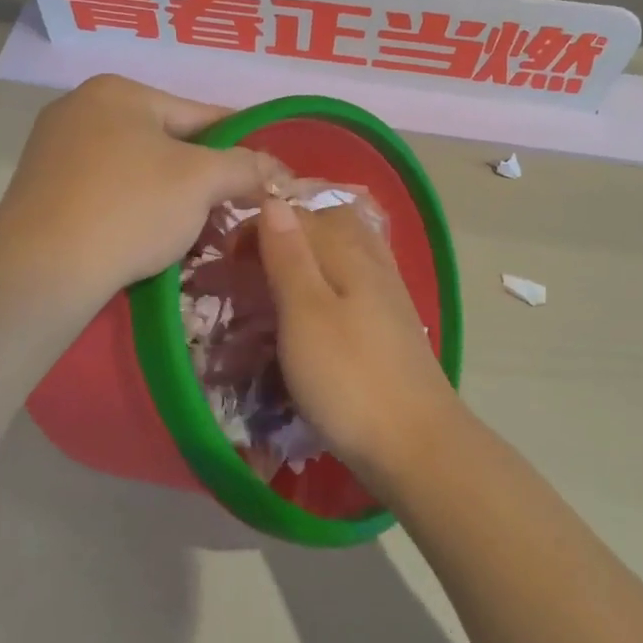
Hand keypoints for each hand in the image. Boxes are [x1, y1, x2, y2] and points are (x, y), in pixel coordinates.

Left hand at [0, 75, 283, 309]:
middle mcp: (80, 107)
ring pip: (135, 169)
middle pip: (165, 141)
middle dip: (201, 176)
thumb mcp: (202, 181)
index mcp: (118, 91)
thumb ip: (246, 166)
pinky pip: (105, 190)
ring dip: (169, 195)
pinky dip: (132, 208)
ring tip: (193, 230)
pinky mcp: (40, 189)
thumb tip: (278, 169)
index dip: (239, 144)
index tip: (264, 171)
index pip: (200, 114)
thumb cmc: (130, 208)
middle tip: (229, 210)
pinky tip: (146, 238)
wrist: (41, 272)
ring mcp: (53, 148)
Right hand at [257, 198, 458, 481]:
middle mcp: (372, 261)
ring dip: (310, 256)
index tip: (226, 257)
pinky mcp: (393, 323)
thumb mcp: (305, 314)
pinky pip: (357, 280)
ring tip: (277, 283)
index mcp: (348, 252)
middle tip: (251, 265)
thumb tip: (273, 200)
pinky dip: (330, 281)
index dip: (258, 226)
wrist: (416, 443)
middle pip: (328, 224)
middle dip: (288, 232)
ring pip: (345, 251)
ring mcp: (389, 292)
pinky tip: (317, 311)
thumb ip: (289, 256)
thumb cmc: (349, 378)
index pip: (299, 215)